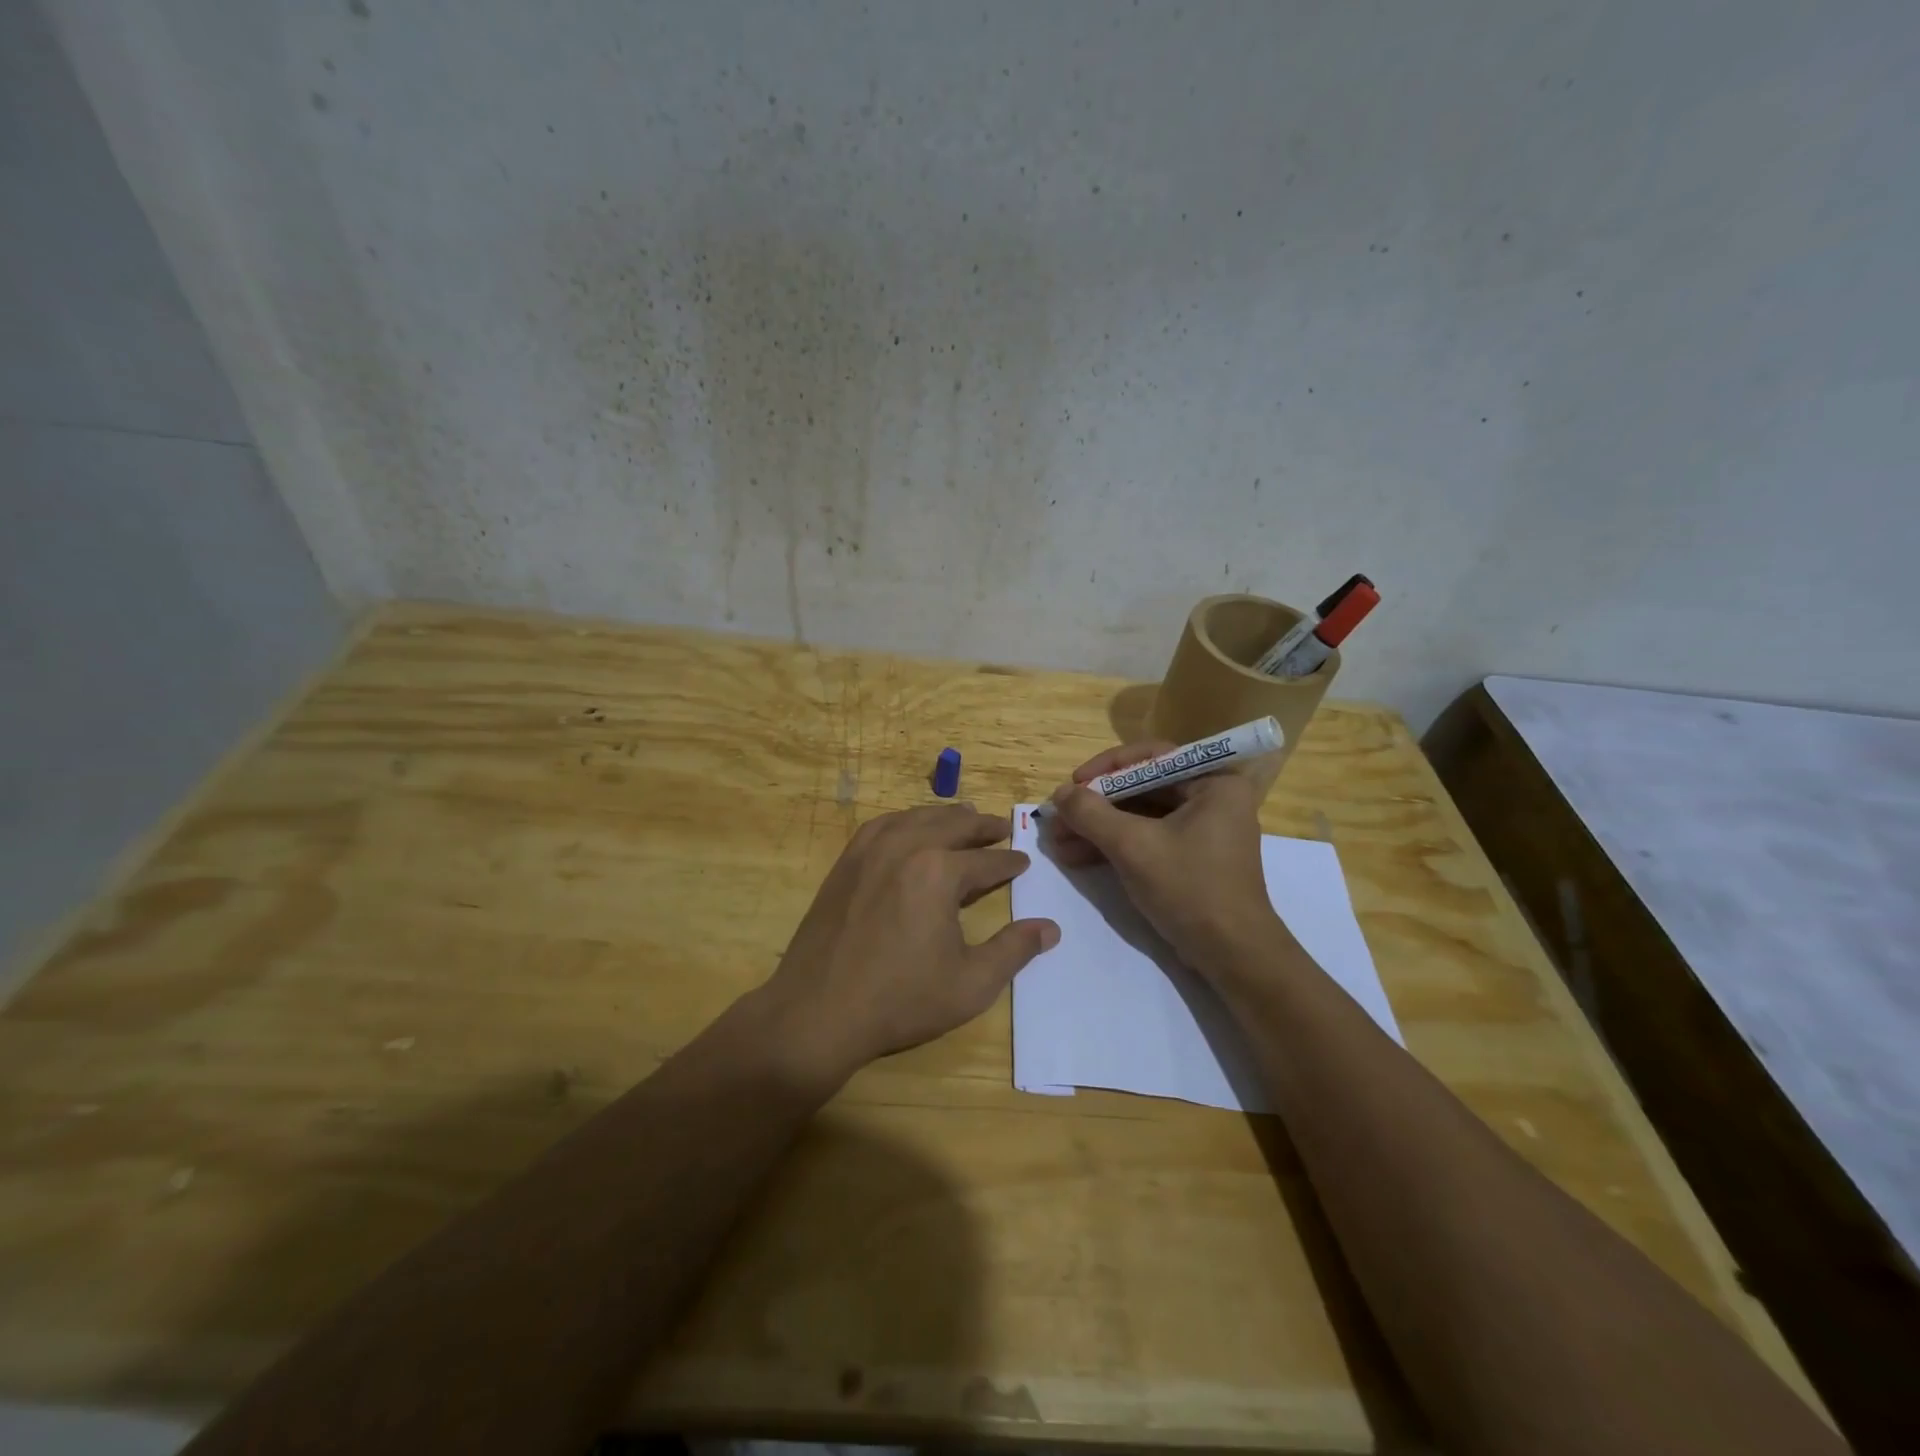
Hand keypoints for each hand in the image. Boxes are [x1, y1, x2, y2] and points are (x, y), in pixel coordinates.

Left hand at [756, 803, 1058, 1083]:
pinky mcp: (846, 862)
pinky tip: (910, 826)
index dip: (1009, 862)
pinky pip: (881, 825)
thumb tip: (1050, 928)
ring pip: (916, 818)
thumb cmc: (901, 999)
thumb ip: (1014, 950)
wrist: (817, 1011)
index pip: (986, 861)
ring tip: (964, 816)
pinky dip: (905, 819)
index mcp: (939, 872)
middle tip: (1001, 827)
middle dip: (982, 826)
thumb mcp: (971, 984)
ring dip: (945, 816)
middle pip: (953, 825)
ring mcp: (870, 851)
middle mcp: (906, 847)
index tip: (1023, 862)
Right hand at [1045, 741, 1279, 970]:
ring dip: (1098, 828)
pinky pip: (1147, 839)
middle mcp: (1211, 799)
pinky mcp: (1190, 858)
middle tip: (1059, 817)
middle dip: (1096, 805)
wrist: (1231, 956)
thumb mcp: (1133, 846)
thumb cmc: (1190, 888)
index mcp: (1213, 783)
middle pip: (1142, 788)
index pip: (1151, 757)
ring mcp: (1201, 830)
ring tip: (1058, 842)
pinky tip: (1076, 857)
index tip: (1074, 784)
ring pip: (1139, 816)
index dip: (1106, 768)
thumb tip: (1060, 793)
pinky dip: (1114, 846)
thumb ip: (1092, 814)